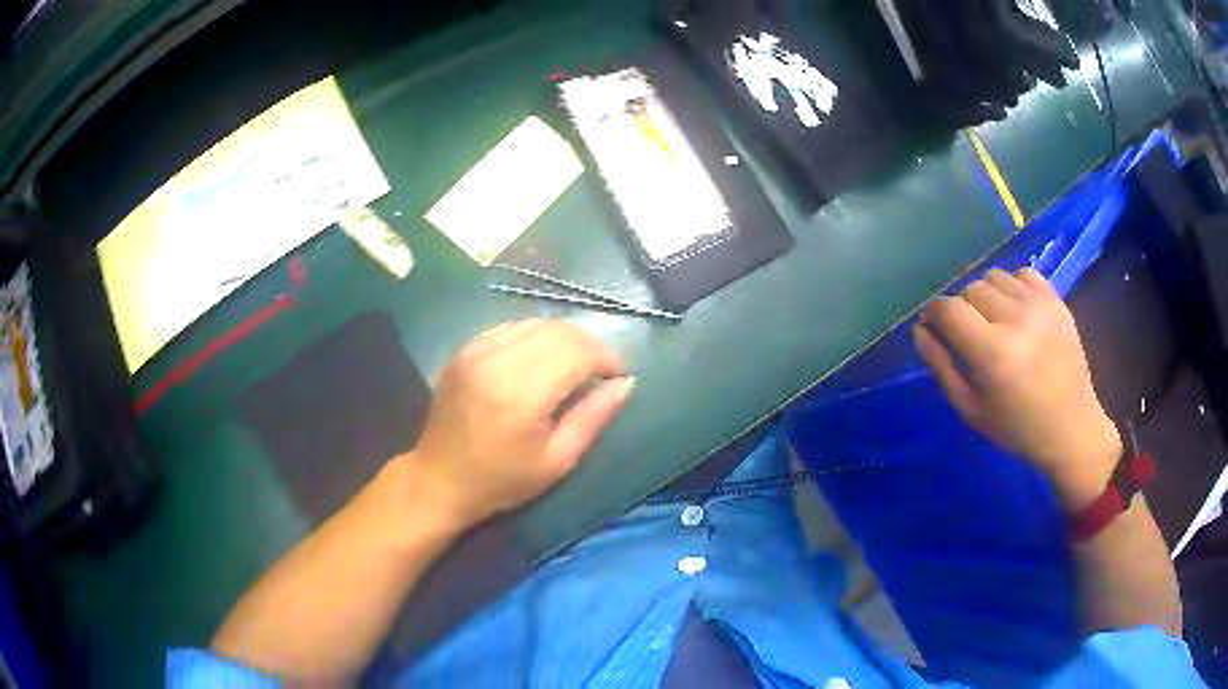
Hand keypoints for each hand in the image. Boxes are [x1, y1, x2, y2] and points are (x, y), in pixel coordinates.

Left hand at [405, 319, 633, 528]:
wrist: (437, 480)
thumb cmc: (501, 481)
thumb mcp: (557, 460)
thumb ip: (593, 417)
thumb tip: (625, 383)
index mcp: (521, 393)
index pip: (578, 350)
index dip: (606, 357)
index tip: (617, 375)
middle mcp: (496, 360)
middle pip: (559, 329)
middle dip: (589, 344)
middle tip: (600, 370)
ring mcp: (475, 350)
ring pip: (536, 322)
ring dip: (563, 338)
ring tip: (574, 365)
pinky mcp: (464, 349)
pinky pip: (511, 328)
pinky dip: (535, 337)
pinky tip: (540, 361)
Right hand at [913, 268, 1121, 508]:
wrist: (1071, 428)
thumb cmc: (1017, 428)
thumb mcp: (970, 409)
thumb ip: (941, 367)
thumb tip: (920, 330)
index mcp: (992, 353)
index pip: (948, 309)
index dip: (932, 314)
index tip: (931, 327)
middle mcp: (1015, 320)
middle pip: (970, 289)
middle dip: (960, 308)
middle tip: (967, 334)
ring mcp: (1039, 306)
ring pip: (994, 276)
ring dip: (985, 295)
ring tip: (993, 321)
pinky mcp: (1056, 300)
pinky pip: (1023, 273)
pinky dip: (1012, 286)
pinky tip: (1016, 310)